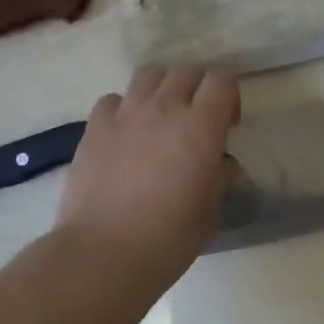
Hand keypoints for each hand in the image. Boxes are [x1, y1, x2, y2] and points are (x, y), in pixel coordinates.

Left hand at [54, 65, 239, 288]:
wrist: (103, 253)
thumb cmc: (167, 240)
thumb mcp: (210, 213)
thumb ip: (219, 178)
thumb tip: (220, 162)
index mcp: (201, 127)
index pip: (222, 81)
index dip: (228, 97)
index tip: (226, 125)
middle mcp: (165, 108)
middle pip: (186, 71)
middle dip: (197, 88)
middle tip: (195, 119)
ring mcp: (126, 113)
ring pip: (149, 74)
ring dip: (161, 87)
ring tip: (159, 116)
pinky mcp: (95, 125)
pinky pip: (113, 99)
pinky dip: (123, 108)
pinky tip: (124, 133)